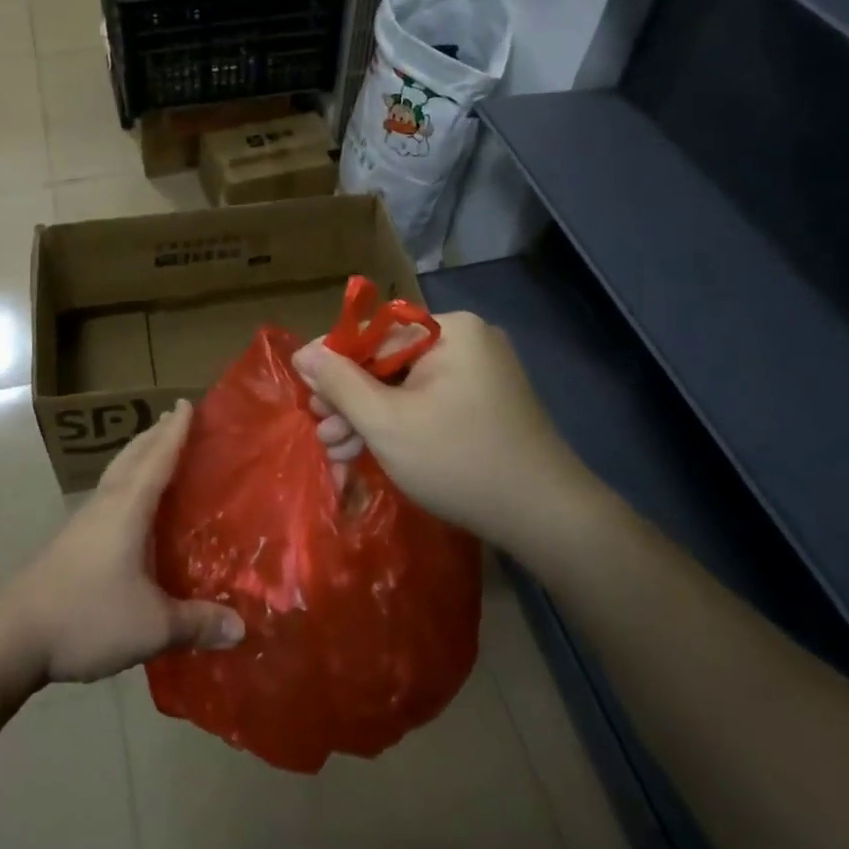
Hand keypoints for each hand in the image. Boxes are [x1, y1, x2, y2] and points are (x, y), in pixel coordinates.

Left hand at [0, 401, 243, 684]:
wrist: (12, 636)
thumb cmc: (87, 616)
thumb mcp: (151, 625)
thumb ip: (196, 623)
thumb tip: (242, 628)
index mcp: (128, 507)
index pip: (158, 457)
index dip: (176, 431)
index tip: (188, 402)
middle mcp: (106, 504)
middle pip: (133, 456)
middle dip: (155, 435)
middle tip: (175, 417)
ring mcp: (84, 521)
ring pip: (116, 473)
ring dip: (137, 455)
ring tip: (154, 449)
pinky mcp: (71, 541)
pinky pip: (107, 495)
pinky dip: (125, 482)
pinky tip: (130, 506)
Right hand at [292, 312, 591, 544]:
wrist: (547, 518)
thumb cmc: (459, 461)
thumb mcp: (387, 422)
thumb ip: (340, 383)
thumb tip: (302, 351)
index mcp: (449, 330)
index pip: (373, 333)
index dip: (332, 362)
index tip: (304, 391)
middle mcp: (465, 341)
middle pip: (387, 361)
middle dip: (350, 401)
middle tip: (322, 433)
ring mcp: (478, 372)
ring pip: (404, 386)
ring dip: (369, 418)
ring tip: (337, 452)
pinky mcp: (484, 402)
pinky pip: (427, 401)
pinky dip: (399, 424)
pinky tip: (369, 451)